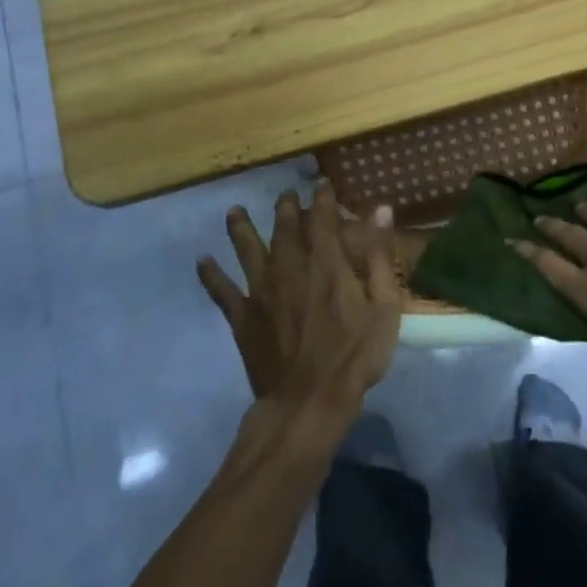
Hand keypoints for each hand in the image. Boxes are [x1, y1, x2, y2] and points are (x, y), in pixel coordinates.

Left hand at [196, 183, 401, 425]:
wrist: (308, 401)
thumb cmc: (354, 355)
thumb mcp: (384, 306)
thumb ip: (380, 256)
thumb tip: (381, 209)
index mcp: (327, 263)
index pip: (323, 219)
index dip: (323, 199)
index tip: (322, 184)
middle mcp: (290, 268)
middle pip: (285, 230)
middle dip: (286, 209)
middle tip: (285, 194)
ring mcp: (262, 293)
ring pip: (248, 251)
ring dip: (241, 229)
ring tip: (234, 212)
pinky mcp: (244, 318)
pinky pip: (222, 291)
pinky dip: (211, 275)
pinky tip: (202, 261)